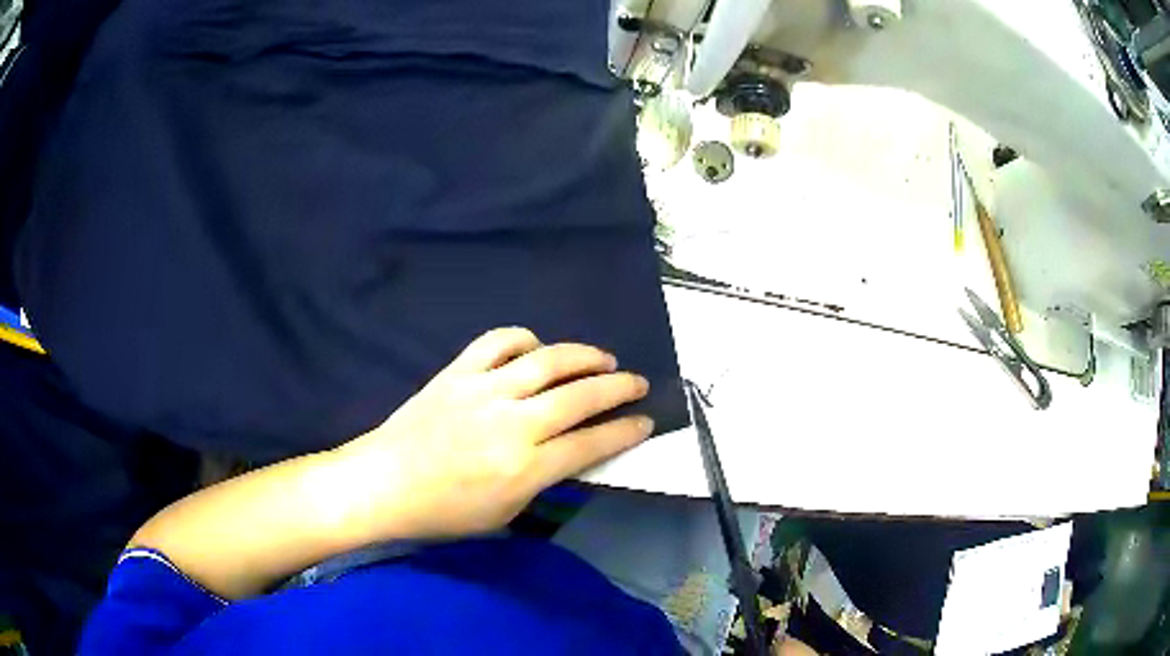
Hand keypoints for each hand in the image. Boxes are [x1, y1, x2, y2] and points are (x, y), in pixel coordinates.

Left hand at [335, 327, 653, 539]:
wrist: (382, 483)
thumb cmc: (442, 512)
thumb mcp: (504, 515)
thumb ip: (543, 482)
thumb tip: (570, 455)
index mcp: (525, 468)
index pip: (592, 443)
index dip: (626, 431)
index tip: (646, 421)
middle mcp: (512, 423)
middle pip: (581, 396)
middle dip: (619, 387)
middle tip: (638, 382)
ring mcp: (484, 390)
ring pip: (548, 360)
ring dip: (584, 356)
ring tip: (604, 359)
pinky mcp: (458, 372)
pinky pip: (498, 342)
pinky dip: (524, 338)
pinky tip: (537, 348)